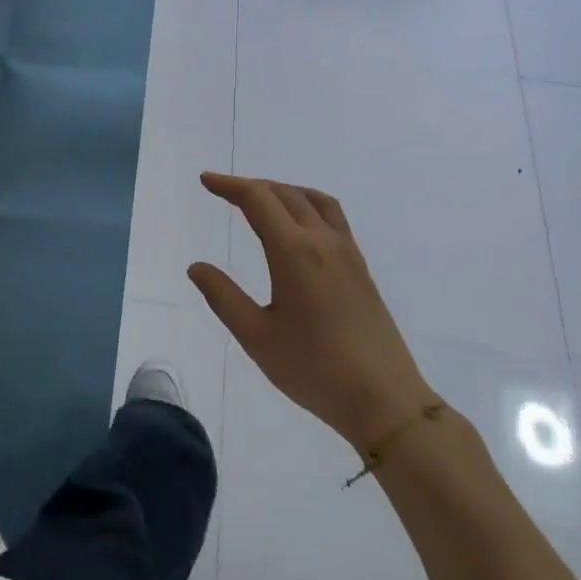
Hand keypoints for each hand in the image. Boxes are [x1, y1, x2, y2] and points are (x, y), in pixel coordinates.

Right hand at [188, 174, 437, 452]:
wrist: (383, 399)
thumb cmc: (313, 369)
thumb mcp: (257, 336)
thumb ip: (223, 297)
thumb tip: (197, 267)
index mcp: (295, 253)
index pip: (258, 201)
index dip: (230, 186)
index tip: (206, 181)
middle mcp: (323, 242)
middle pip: (286, 194)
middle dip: (252, 186)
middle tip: (223, 190)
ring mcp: (348, 253)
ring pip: (314, 200)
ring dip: (283, 191)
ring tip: (260, 200)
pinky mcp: (361, 269)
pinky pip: (332, 217)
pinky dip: (307, 205)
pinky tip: (298, 227)